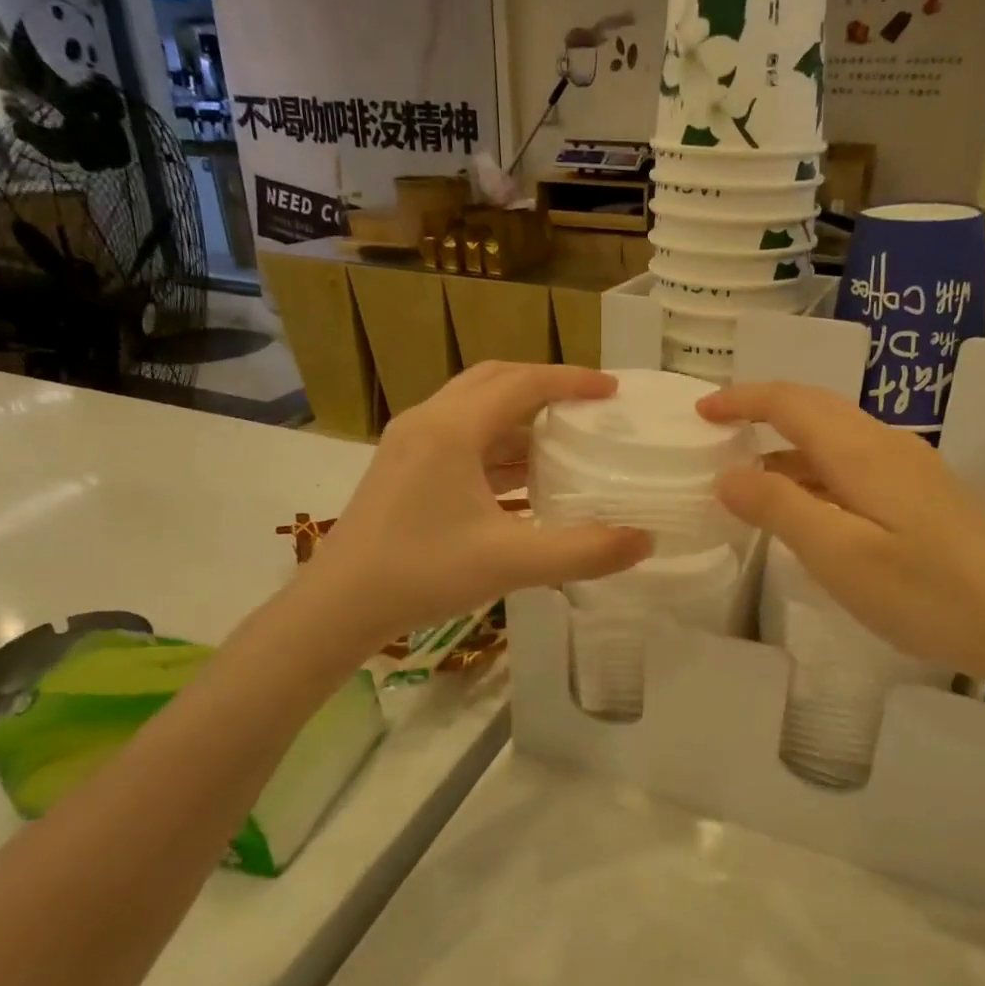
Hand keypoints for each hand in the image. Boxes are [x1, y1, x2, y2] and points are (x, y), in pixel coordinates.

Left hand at [314, 363, 650, 643]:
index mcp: (452, 429)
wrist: (339, 604)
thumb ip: (583, 552)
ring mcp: (410, 442)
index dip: (572, 381)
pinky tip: (522, 479)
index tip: (612, 391)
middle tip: (586, 405)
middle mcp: (429, 420)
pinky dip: (495, 445)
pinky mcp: (402, 465)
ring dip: (519, 418)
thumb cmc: (422, 573)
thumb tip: (644, 541)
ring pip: (474, 408)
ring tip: (563, 440)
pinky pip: (459, 436)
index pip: (523, 383)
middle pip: (495, 381)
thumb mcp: (511, 563)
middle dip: (544, 386)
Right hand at [698, 382, 984, 690]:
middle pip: (815, 409)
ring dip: (788, 447)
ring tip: (749, 479)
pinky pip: (855, 464)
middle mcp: (886, 445)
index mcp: (860, 450)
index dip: (741, 400)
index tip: (700, 412)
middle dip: (762, 412)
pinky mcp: (924, 494)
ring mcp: (910, 468)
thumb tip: (727, 475)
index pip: (789, 402)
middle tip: (718, 434)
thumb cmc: (924, 591)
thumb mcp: (837, 554)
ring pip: (836, 438)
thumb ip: (778, 508)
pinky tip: (808, 509)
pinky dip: (816, 473)